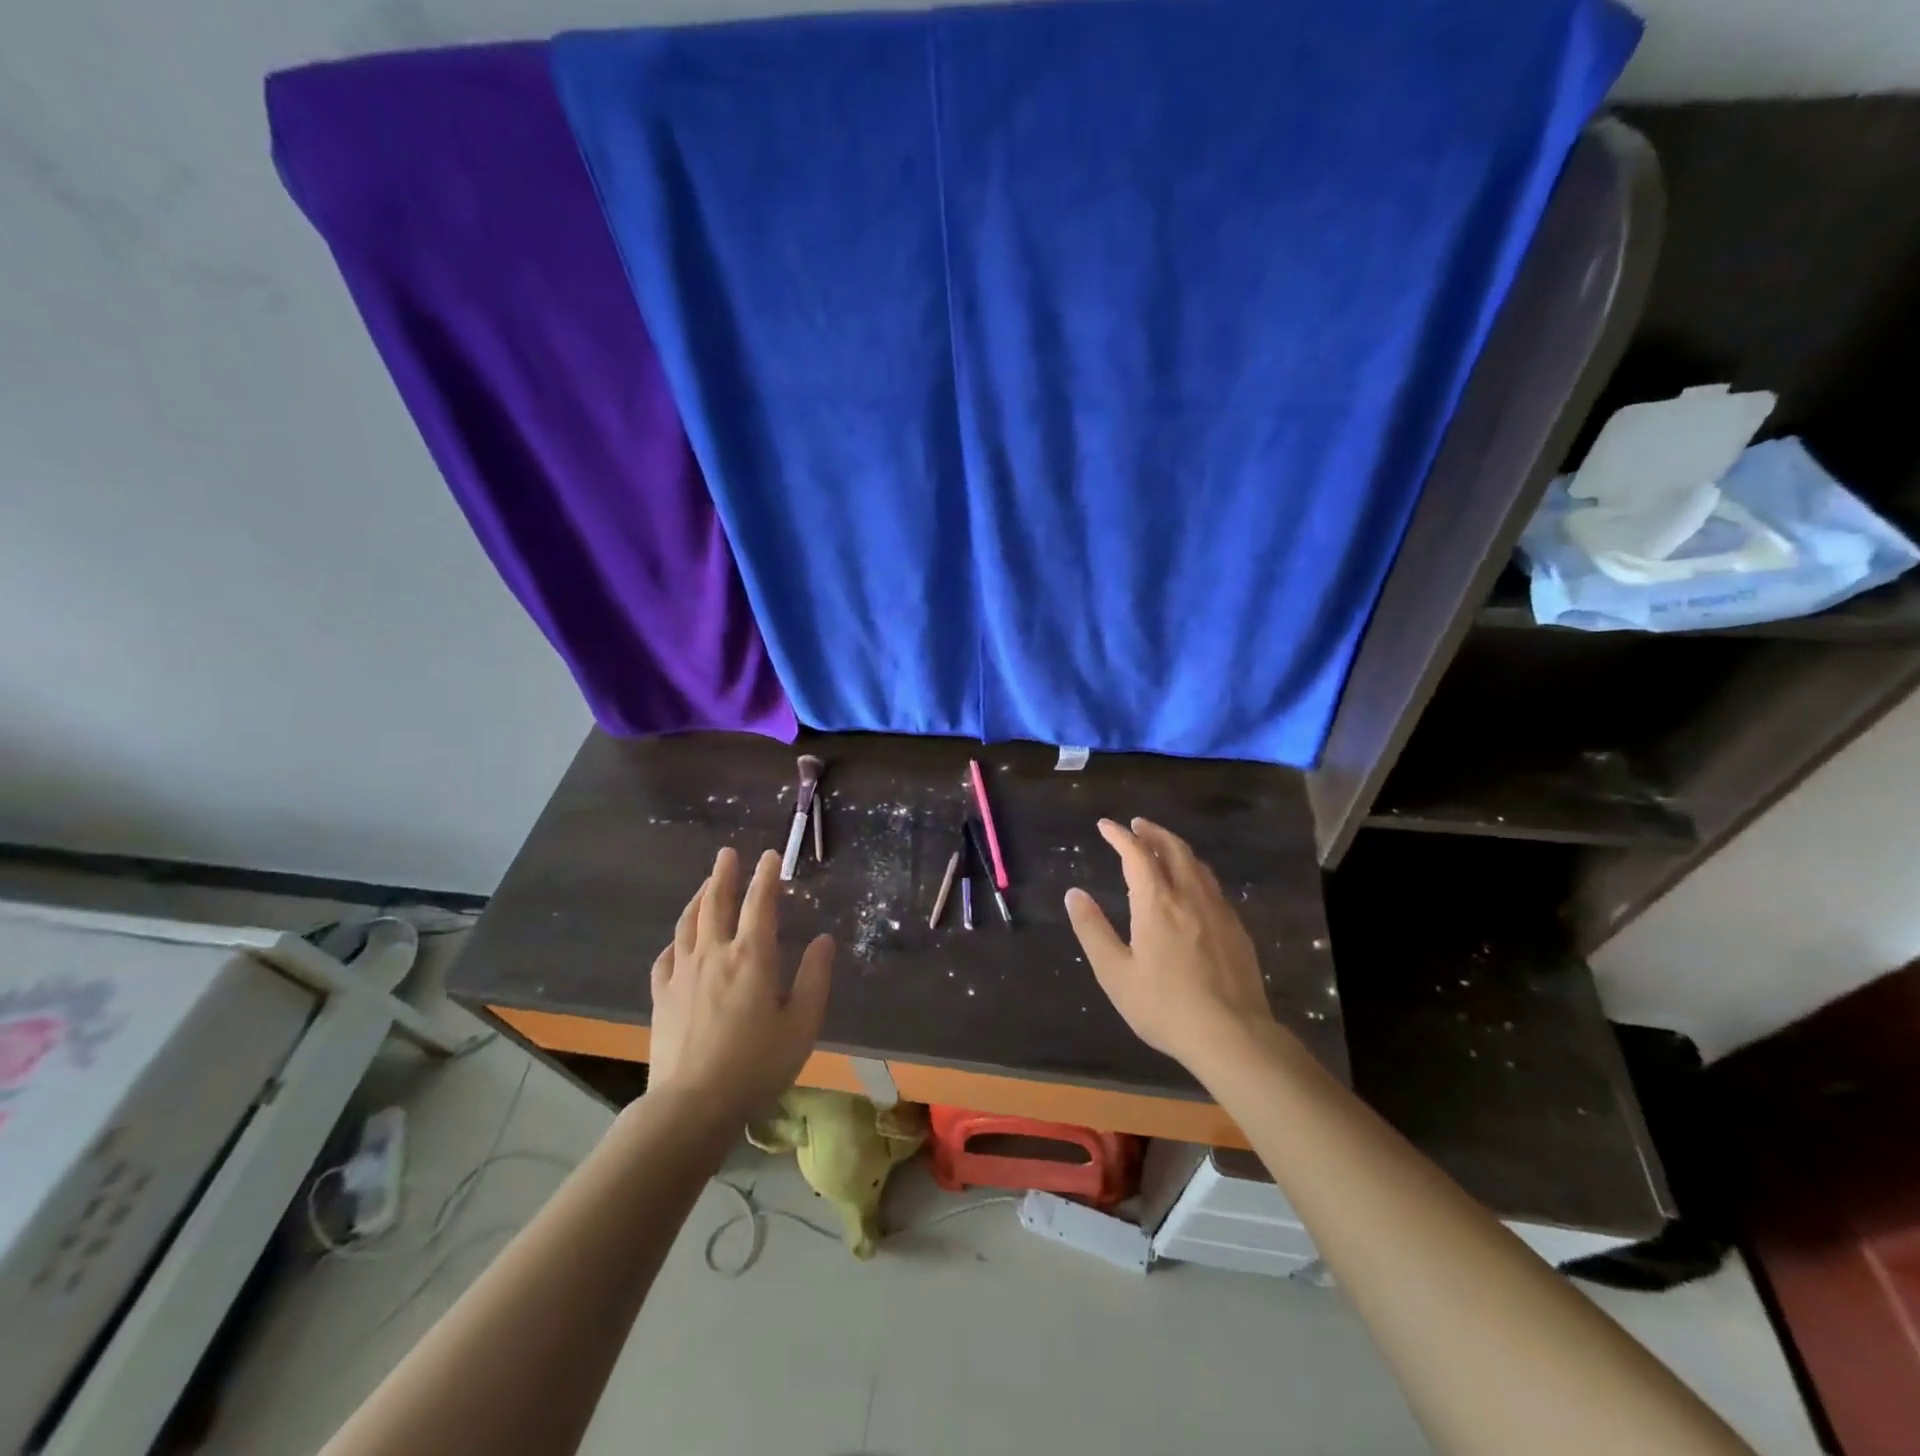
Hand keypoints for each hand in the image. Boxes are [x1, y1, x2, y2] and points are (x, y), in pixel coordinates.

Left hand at [646, 847, 833, 1122]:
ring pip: (688, 924)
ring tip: (705, 885)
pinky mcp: (662, 997)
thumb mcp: (802, 1025)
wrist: (691, 1106)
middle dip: (724, 874)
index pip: (760, 904)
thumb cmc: (756, 1065)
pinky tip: (678, 942)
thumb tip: (824, 939)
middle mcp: (715, 954)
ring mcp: (682, 974)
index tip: (770, 855)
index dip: (766, 876)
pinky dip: (675, 941)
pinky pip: (666, 958)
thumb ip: (814, 978)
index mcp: (752, 957)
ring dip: (698, 898)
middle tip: (728, 853)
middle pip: (716, 903)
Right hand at [1065, 818, 1280, 1073]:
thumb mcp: (1115, 973)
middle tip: (1136, 825)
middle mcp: (1190, 896)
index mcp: (1157, 903)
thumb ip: (1093, 930)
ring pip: (1197, 864)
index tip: (1105, 825)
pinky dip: (1194, 870)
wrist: (1233, 1036)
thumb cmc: (1165, 1006)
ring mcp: (1218, 911)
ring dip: (1175, 847)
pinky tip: (1191, 886)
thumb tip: (1074, 894)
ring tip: (1161, 847)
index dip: (1119, 836)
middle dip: (1152, 832)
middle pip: (1173, 849)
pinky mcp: (1236, 929)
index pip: (1137, 854)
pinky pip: (1212, 885)